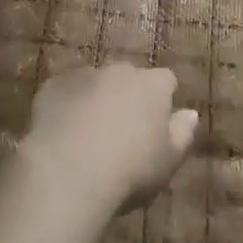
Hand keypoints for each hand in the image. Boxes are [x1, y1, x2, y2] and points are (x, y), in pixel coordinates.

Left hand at [19, 64, 199, 216]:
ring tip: (88, 137)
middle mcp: (119, 71)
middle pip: (129, 78)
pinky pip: (65, 92)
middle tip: (122, 133)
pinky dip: (67, 106)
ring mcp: (83, 75)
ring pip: (95, 83)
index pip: (166, 81)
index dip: (163, 101)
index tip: (157, 126)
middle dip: (127, 97)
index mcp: (152, 85)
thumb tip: (190, 113)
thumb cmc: (130, 170)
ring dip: (96, 100)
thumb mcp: (168, 160)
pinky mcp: (52, 86)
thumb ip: (182, 133)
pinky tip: (62, 135)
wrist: (68, 171)